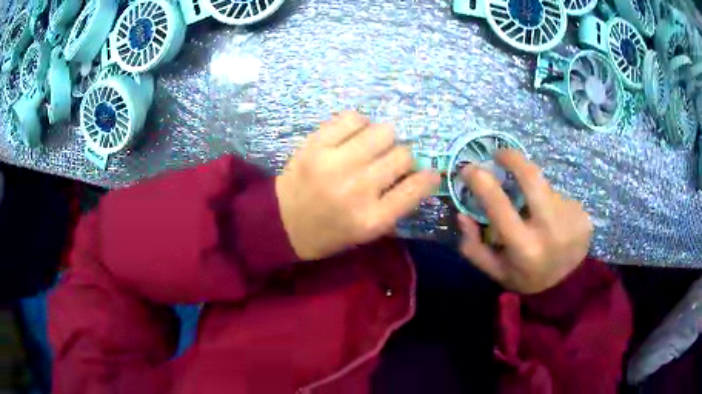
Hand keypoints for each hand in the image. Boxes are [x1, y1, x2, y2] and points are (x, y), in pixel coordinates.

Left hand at [276, 111, 440, 259]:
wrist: (281, 222)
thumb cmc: (328, 232)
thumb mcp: (367, 233)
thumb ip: (396, 206)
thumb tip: (421, 174)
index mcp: (372, 219)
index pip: (416, 187)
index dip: (428, 177)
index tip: (429, 172)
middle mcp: (358, 190)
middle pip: (402, 154)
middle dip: (402, 158)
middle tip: (388, 161)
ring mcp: (335, 164)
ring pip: (383, 131)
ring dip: (383, 138)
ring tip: (370, 147)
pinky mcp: (315, 145)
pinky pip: (352, 119)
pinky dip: (359, 124)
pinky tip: (353, 136)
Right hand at [458, 150, 592, 293]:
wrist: (567, 286)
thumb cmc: (526, 277)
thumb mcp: (495, 270)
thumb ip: (473, 246)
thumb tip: (462, 214)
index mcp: (524, 247)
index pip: (499, 205)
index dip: (481, 181)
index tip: (469, 169)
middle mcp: (550, 229)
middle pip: (532, 177)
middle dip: (513, 159)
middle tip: (500, 154)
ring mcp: (571, 219)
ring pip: (545, 189)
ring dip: (534, 193)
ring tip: (535, 213)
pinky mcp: (583, 215)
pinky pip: (560, 197)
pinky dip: (551, 203)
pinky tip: (554, 220)